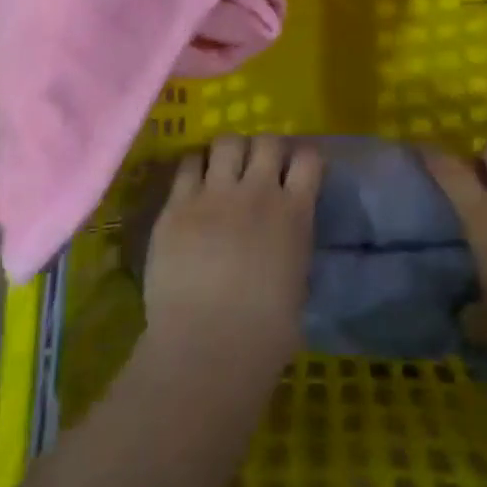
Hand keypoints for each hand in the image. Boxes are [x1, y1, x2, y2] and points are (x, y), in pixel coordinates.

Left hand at [143, 134, 322, 374]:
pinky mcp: (178, 204)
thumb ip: (291, 244)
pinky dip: (195, 166)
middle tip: (257, 168)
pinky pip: (187, 163)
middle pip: (267, 141)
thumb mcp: (296, 281)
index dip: (303, 158)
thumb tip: (283, 236)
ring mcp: (215, 194)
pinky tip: (194, 182)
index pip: (309, 158)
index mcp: (295, 213)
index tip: (297, 168)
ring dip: (230, 151)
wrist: (207, 345)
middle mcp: (258, 192)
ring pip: (227, 142)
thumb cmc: (265, 333)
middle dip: (265, 149)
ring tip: (223, 169)